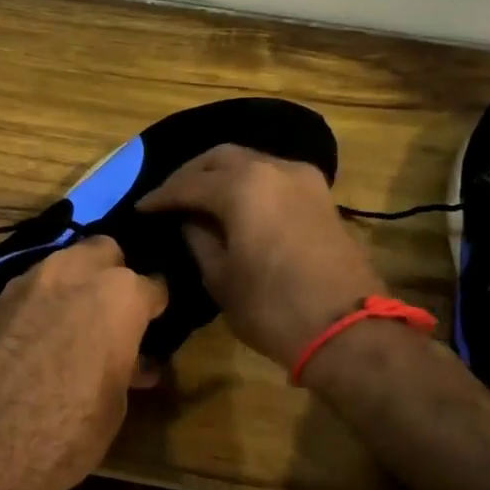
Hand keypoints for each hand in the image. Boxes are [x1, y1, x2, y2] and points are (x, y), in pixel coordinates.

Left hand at [0, 237, 168, 489]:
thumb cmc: (64, 433)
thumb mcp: (113, 406)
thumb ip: (125, 367)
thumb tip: (133, 361)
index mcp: (119, 297)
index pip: (154, 285)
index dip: (156, 308)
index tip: (155, 325)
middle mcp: (74, 273)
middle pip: (105, 251)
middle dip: (114, 273)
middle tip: (113, 312)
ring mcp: (28, 281)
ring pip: (63, 263)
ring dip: (75, 285)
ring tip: (75, 324)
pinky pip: (30, 288)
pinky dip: (42, 303)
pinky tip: (39, 336)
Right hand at [138, 144, 383, 367]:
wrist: (348, 330)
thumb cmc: (272, 308)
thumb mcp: (220, 278)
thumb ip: (199, 240)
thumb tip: (190, 221)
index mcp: (242, 186)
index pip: (188, 184)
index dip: (161, 197)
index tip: (141, 208)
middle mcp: (273, 168)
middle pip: (220, 158)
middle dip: (190, 175)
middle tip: (169, 197)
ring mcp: (303, 179)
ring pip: (251, 161)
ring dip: (221, 175)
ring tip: (199, 198)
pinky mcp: (321, 196)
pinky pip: (273, 176)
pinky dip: (249, 183)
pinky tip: (235, 203)